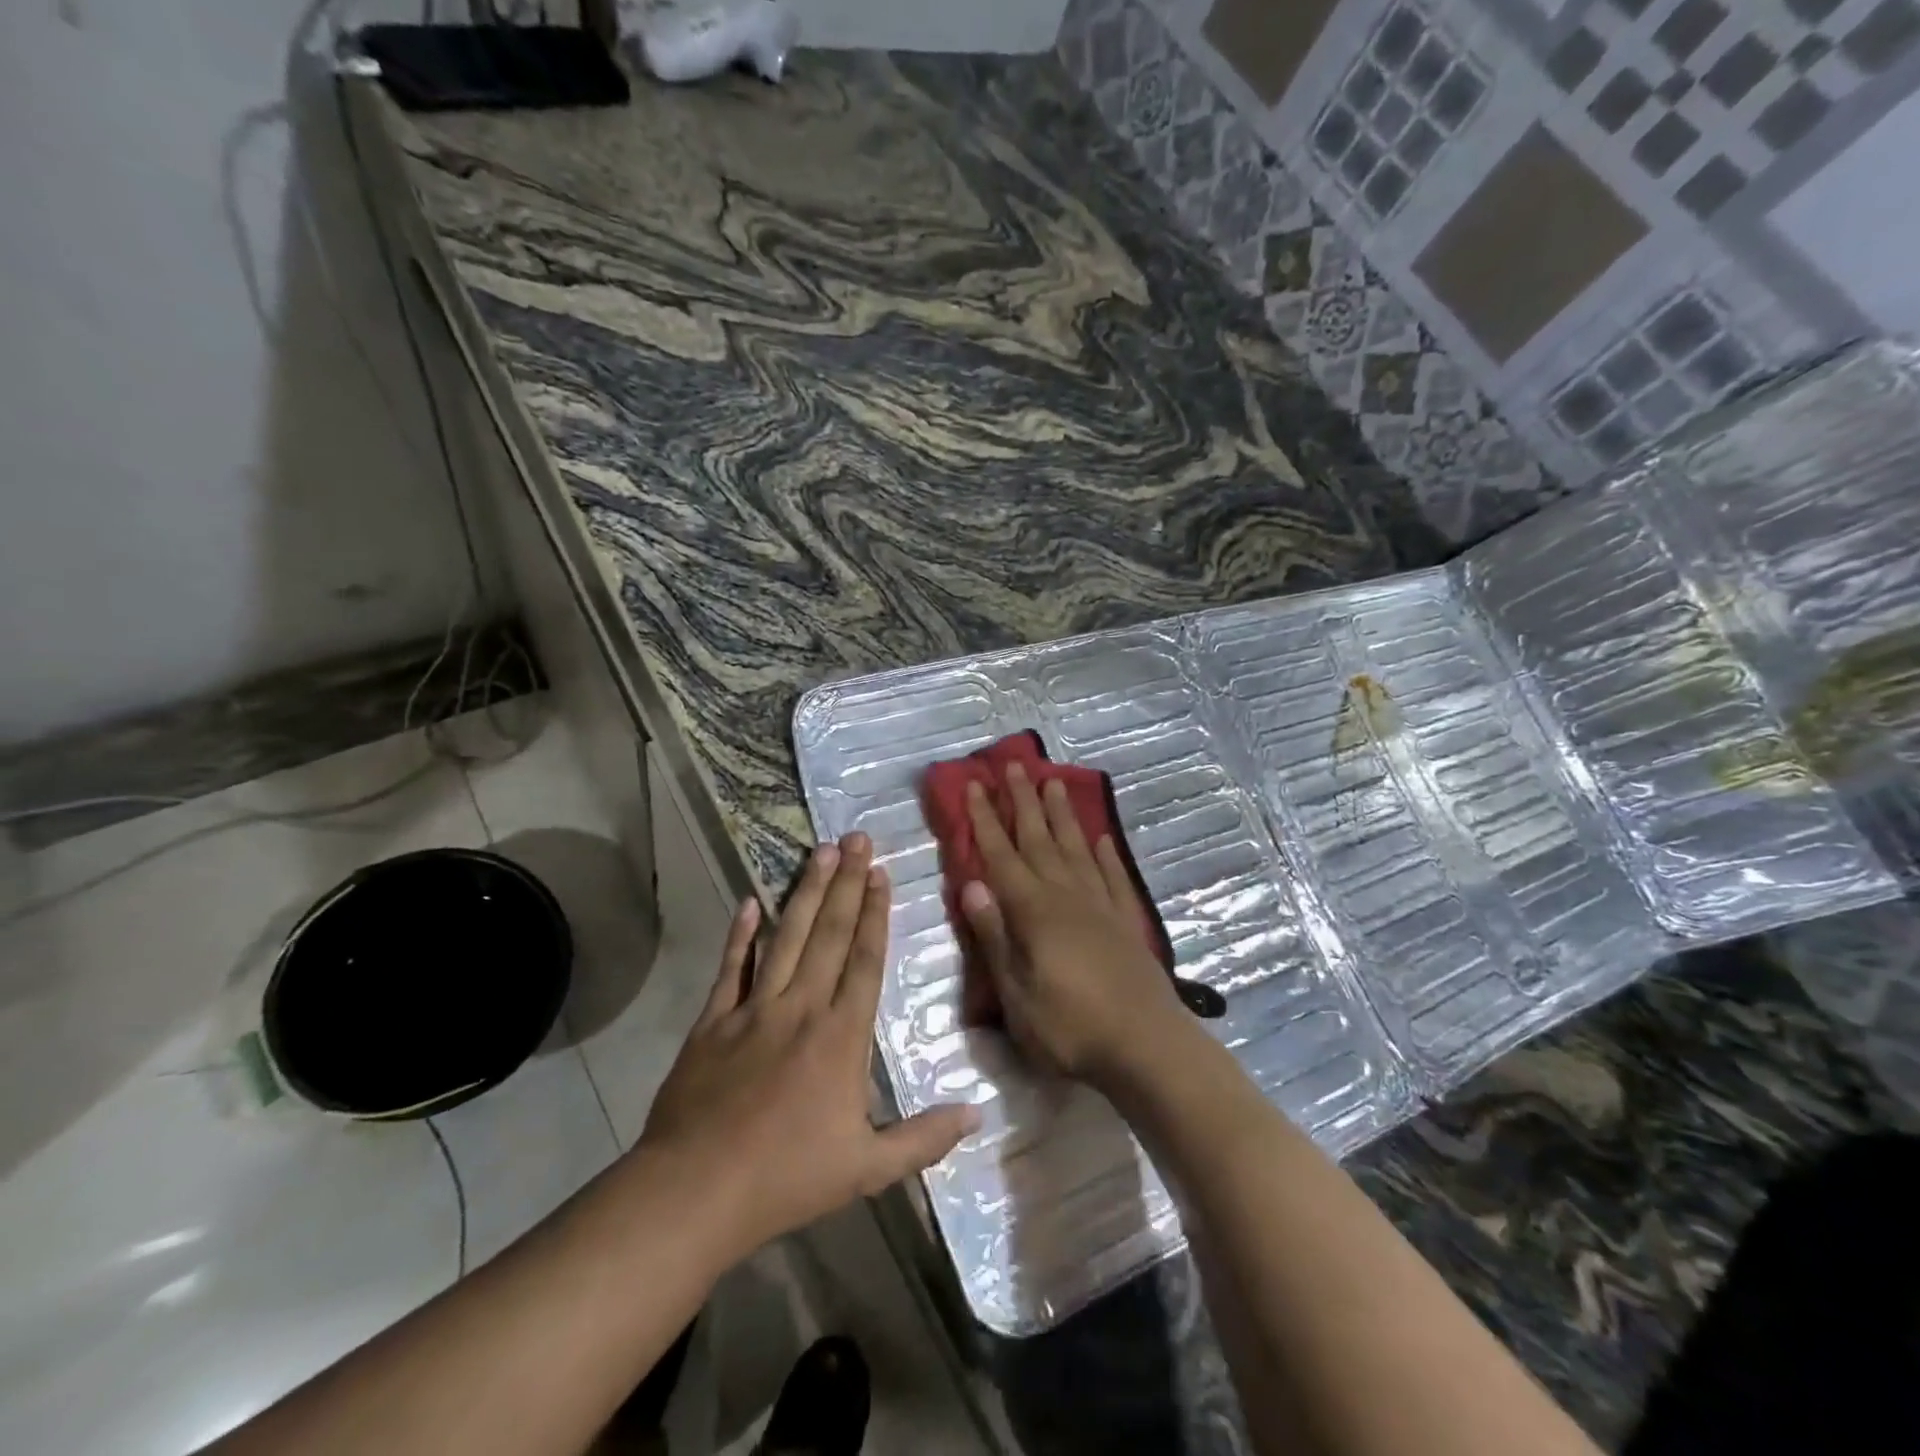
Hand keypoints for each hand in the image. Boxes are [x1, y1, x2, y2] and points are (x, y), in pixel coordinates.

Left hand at [641, 834, 977, 1259]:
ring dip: (806, 893)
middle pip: (830, 934)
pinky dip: (740, 934)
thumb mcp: (867, 1168)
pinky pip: (730, 968)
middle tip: (856, 838)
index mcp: (840, 1036)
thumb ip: (924, 1138)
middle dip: (847, 884)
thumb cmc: (787, 1178)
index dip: (876, 914)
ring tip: (820, 852)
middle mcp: (801, 1008)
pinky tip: (750, 901)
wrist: (695, 1192)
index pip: (865, 960)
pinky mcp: (712, 1022)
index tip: (881, 873)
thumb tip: (978, 1112)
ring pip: (786, 938)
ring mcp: (753, 1009)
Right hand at [958, 763, 1191, 1088]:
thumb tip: (971, 885)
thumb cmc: (1070, 1027)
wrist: (1146, 1045)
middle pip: (1039, 839)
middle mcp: (1066, 895)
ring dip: (1062, 815)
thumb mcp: (1017, 994)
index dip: (985, 819)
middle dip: (1023, 802)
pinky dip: (1105, 854)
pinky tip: (1101, 837)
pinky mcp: (1126, 921)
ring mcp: (1100, 905)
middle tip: (1015, 765)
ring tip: (1054, 783)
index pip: (1001, 855)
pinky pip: (1112, 876)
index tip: (976, 784)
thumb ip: (995, 937)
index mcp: (1033, 911)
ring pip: (1076, 847)